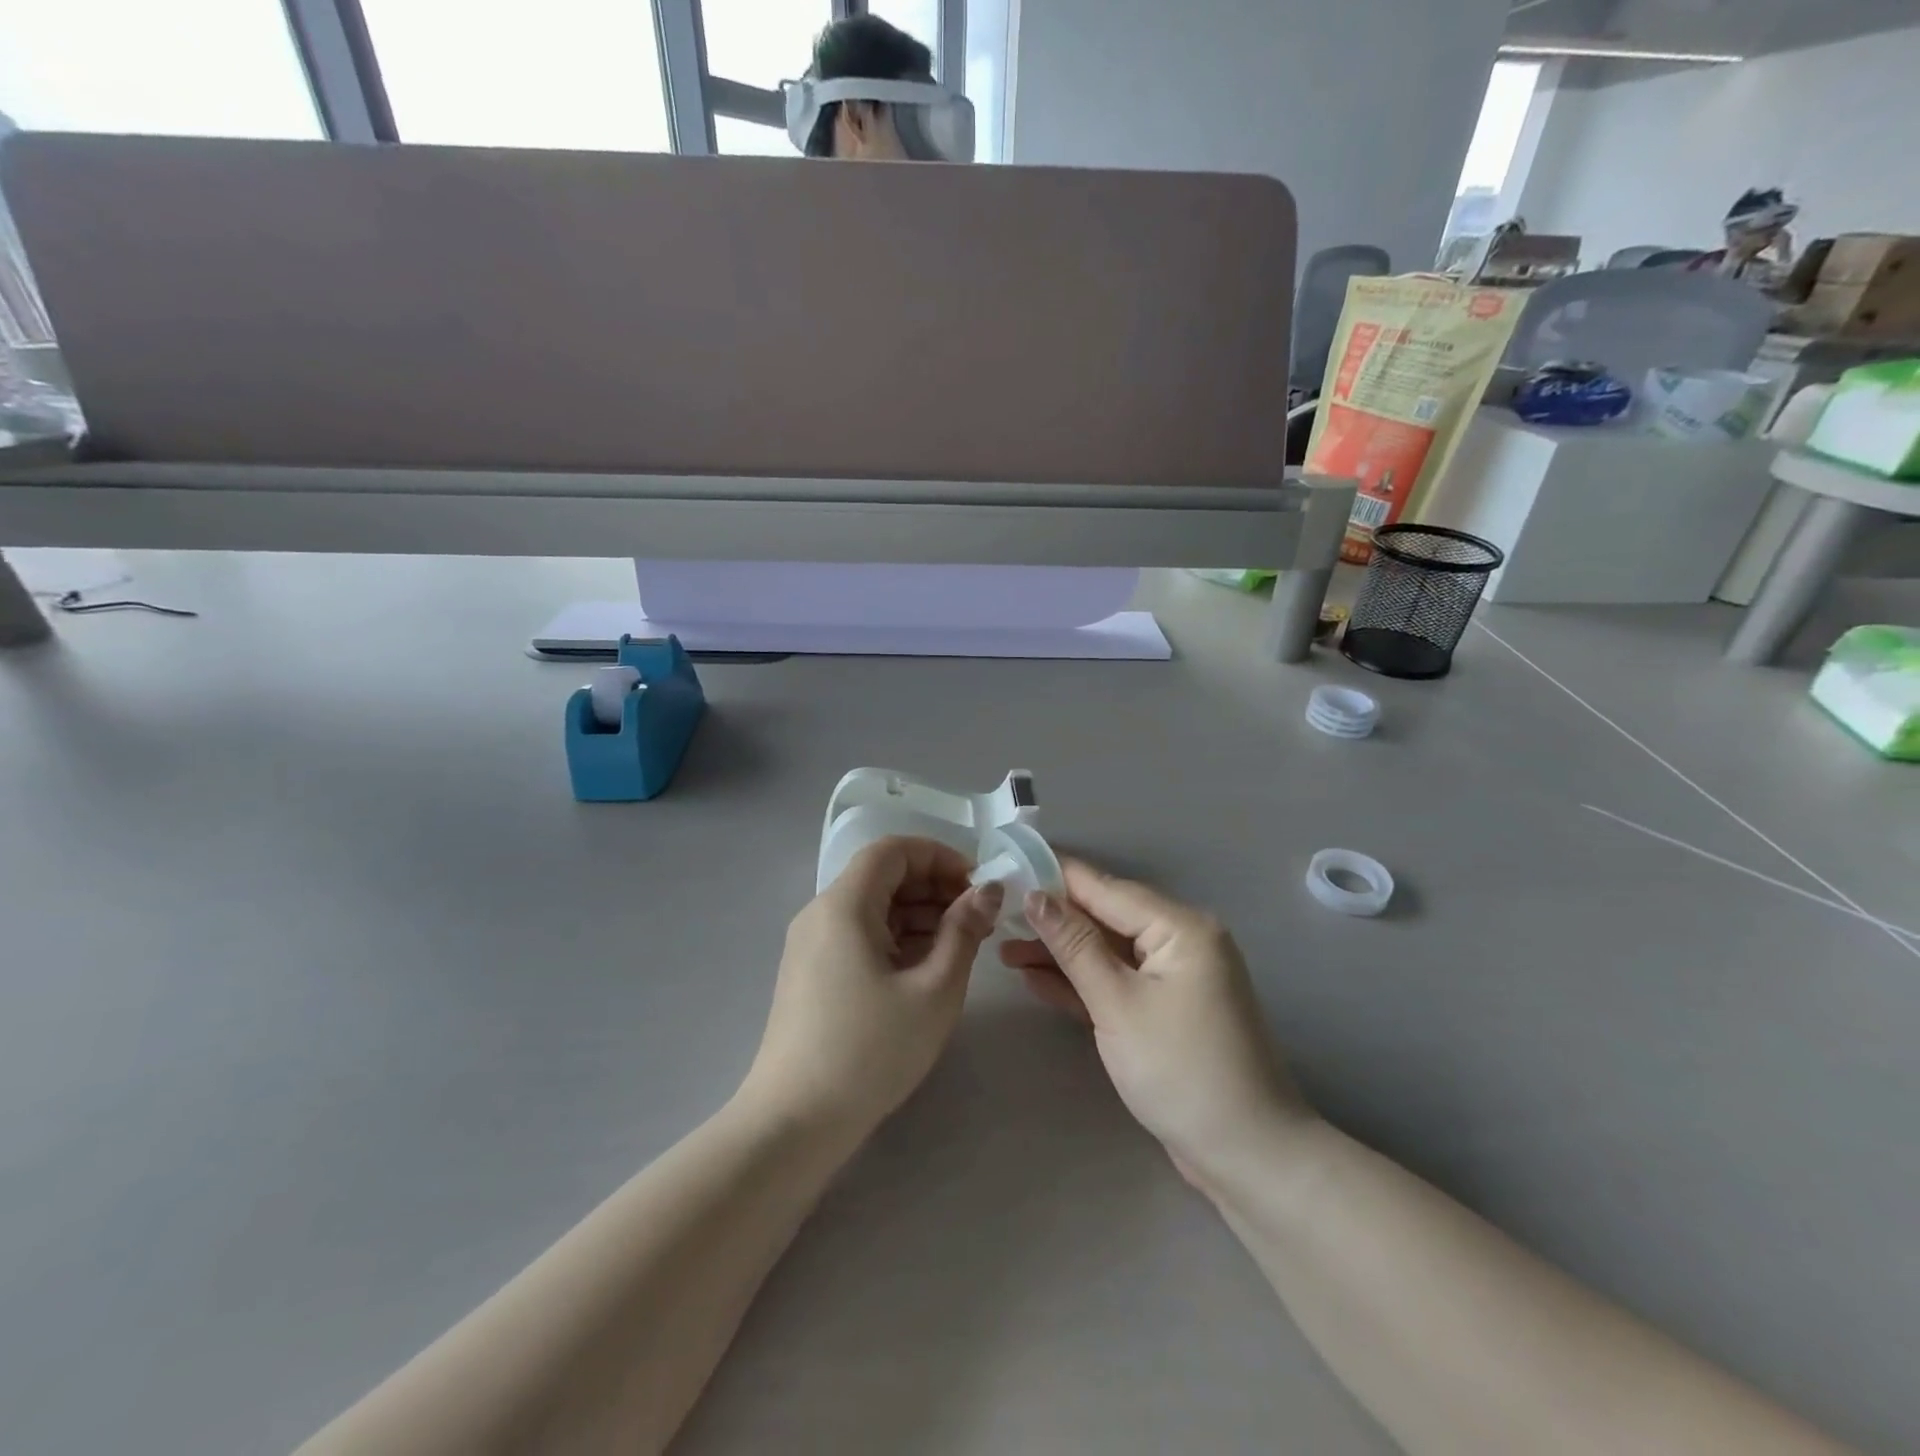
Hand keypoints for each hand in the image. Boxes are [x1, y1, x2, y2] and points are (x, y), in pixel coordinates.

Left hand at [743, 837, 1001, 1141]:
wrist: (794, 1122)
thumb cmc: (871, 1051)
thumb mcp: (934, 990)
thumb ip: (964, 931)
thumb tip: (987, 891)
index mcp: (844, 905)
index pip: (892, 850)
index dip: (939, 857)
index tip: (976, 886)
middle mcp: (821, 913)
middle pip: (882, 876)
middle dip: (933, 887)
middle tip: (977, 919)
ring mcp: (812, 944)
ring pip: (872, 908)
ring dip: (918, 915)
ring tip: (960, 945)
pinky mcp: (812, 973)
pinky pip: (859, 935)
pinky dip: (896, 939)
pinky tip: (926, 968)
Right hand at [1000, 858, 1310, 1184]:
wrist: (1246, 1156)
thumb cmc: (1180, 1070)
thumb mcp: (1117, 1003)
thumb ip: (1074, 945)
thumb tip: (1035, 895)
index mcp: (1180, 927)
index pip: (1106, 888)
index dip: (1055, 876)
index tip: (1008, 864)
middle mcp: (1181, 941)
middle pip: (1105, 918)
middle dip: (1052, 920)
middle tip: (997, 917)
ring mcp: (1174, 977)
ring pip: (1107, 952)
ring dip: (1060, 954)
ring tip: (1004, 953)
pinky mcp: (1165, 1009)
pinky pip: (1117, 982)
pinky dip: (1081, 982)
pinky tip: (1035, 979)